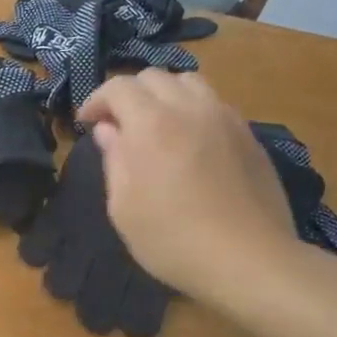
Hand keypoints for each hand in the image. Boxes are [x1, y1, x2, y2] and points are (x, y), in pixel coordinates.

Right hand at [76, 70, 300, 301]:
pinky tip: (189, 143)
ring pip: (189, 83)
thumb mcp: (123, 206)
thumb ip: (114, 159)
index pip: (119, 87)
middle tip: (118, 126)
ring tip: (156, 126)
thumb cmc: (172, 238)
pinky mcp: (249, 136)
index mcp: (152, 123)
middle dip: (129, 94)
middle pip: (154, 77)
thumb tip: (108, 131)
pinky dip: (192, 110)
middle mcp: (190, 108)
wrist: (249, 260)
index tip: (86, 124)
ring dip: (164, 96)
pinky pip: (214, 105)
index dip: (96, 101)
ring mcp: (225, 119)